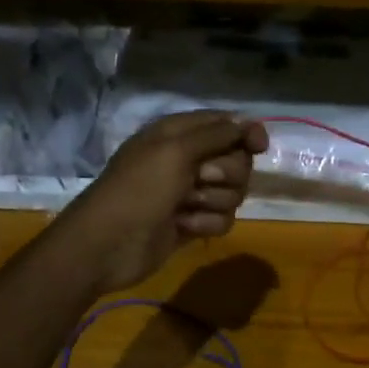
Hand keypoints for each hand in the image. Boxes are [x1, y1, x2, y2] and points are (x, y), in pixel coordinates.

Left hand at [58, 111, 268, 295]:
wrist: (109, 243)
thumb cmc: (139, 189)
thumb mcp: (175, 150)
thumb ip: (216, 135)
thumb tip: (248, 123)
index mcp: (178, 134)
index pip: (224, 124)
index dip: (245, 133)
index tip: (259, 146)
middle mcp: (187, 160)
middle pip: (236, 161)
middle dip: (227, 173)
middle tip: (200, 179)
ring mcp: (190, 194)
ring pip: (233, 193)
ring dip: (213, 201)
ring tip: (185, 207)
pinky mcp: (192, 224)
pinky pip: (222, 220)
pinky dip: (205, 223)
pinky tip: (183, 227)